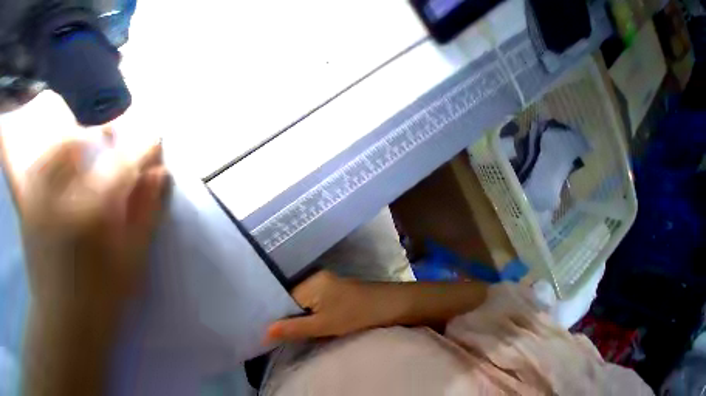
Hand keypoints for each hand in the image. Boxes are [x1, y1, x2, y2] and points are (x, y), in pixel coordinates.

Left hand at [0, 129, 168, 321]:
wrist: (67, 315)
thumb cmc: (109, 283)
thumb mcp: (138, 245)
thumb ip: (148, 205)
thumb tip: (160, 173)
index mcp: (91, 214)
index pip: (120, 168)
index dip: (141, 150)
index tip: (157, 137)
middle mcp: (56, 202)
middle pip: (71, 151)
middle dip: (97, 133)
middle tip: (118, 129)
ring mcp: (35, 205)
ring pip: (46, 155)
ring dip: (70, 139)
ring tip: (90, 135)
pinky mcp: (26, 211)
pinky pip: (29, 171)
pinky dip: (45, 155)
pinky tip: (60, 154)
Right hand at [266, 271, 395, 341]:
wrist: (378, 304)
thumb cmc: (351, 314)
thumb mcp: (321, 325)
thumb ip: (292, 328)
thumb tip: (264, 332)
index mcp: (311, 282)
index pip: (283, 297)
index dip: (276, 315)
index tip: (269, 332)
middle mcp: (315, 277)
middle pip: (292, 297)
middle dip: (286, 315)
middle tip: (277, 334)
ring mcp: (323, 279)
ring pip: (302, 298)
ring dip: (297, 313)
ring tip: (290, 330)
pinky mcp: (330, 285)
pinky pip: (312, 297)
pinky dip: (307, 309)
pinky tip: (307, 320)